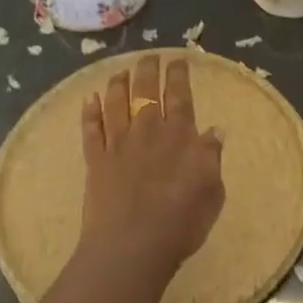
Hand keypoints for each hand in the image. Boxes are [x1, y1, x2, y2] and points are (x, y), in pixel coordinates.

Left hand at [79, 55, 225, 279]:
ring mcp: (118, 144)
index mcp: (179, 135)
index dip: (178, 75)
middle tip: (150, 56)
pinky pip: (91, 131)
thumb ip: (211, 156)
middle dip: (148, 69)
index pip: (179, 95)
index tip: (178, 59)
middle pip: (145, 91)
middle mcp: (147, 131)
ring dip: (117, 84)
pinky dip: (89, 113)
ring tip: (120, 72)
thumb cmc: (181, 221)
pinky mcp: (96, 161)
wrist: (133, 245)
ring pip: (115, 104)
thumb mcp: (212, 190)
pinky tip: (88, 99)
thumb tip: (215, 130)